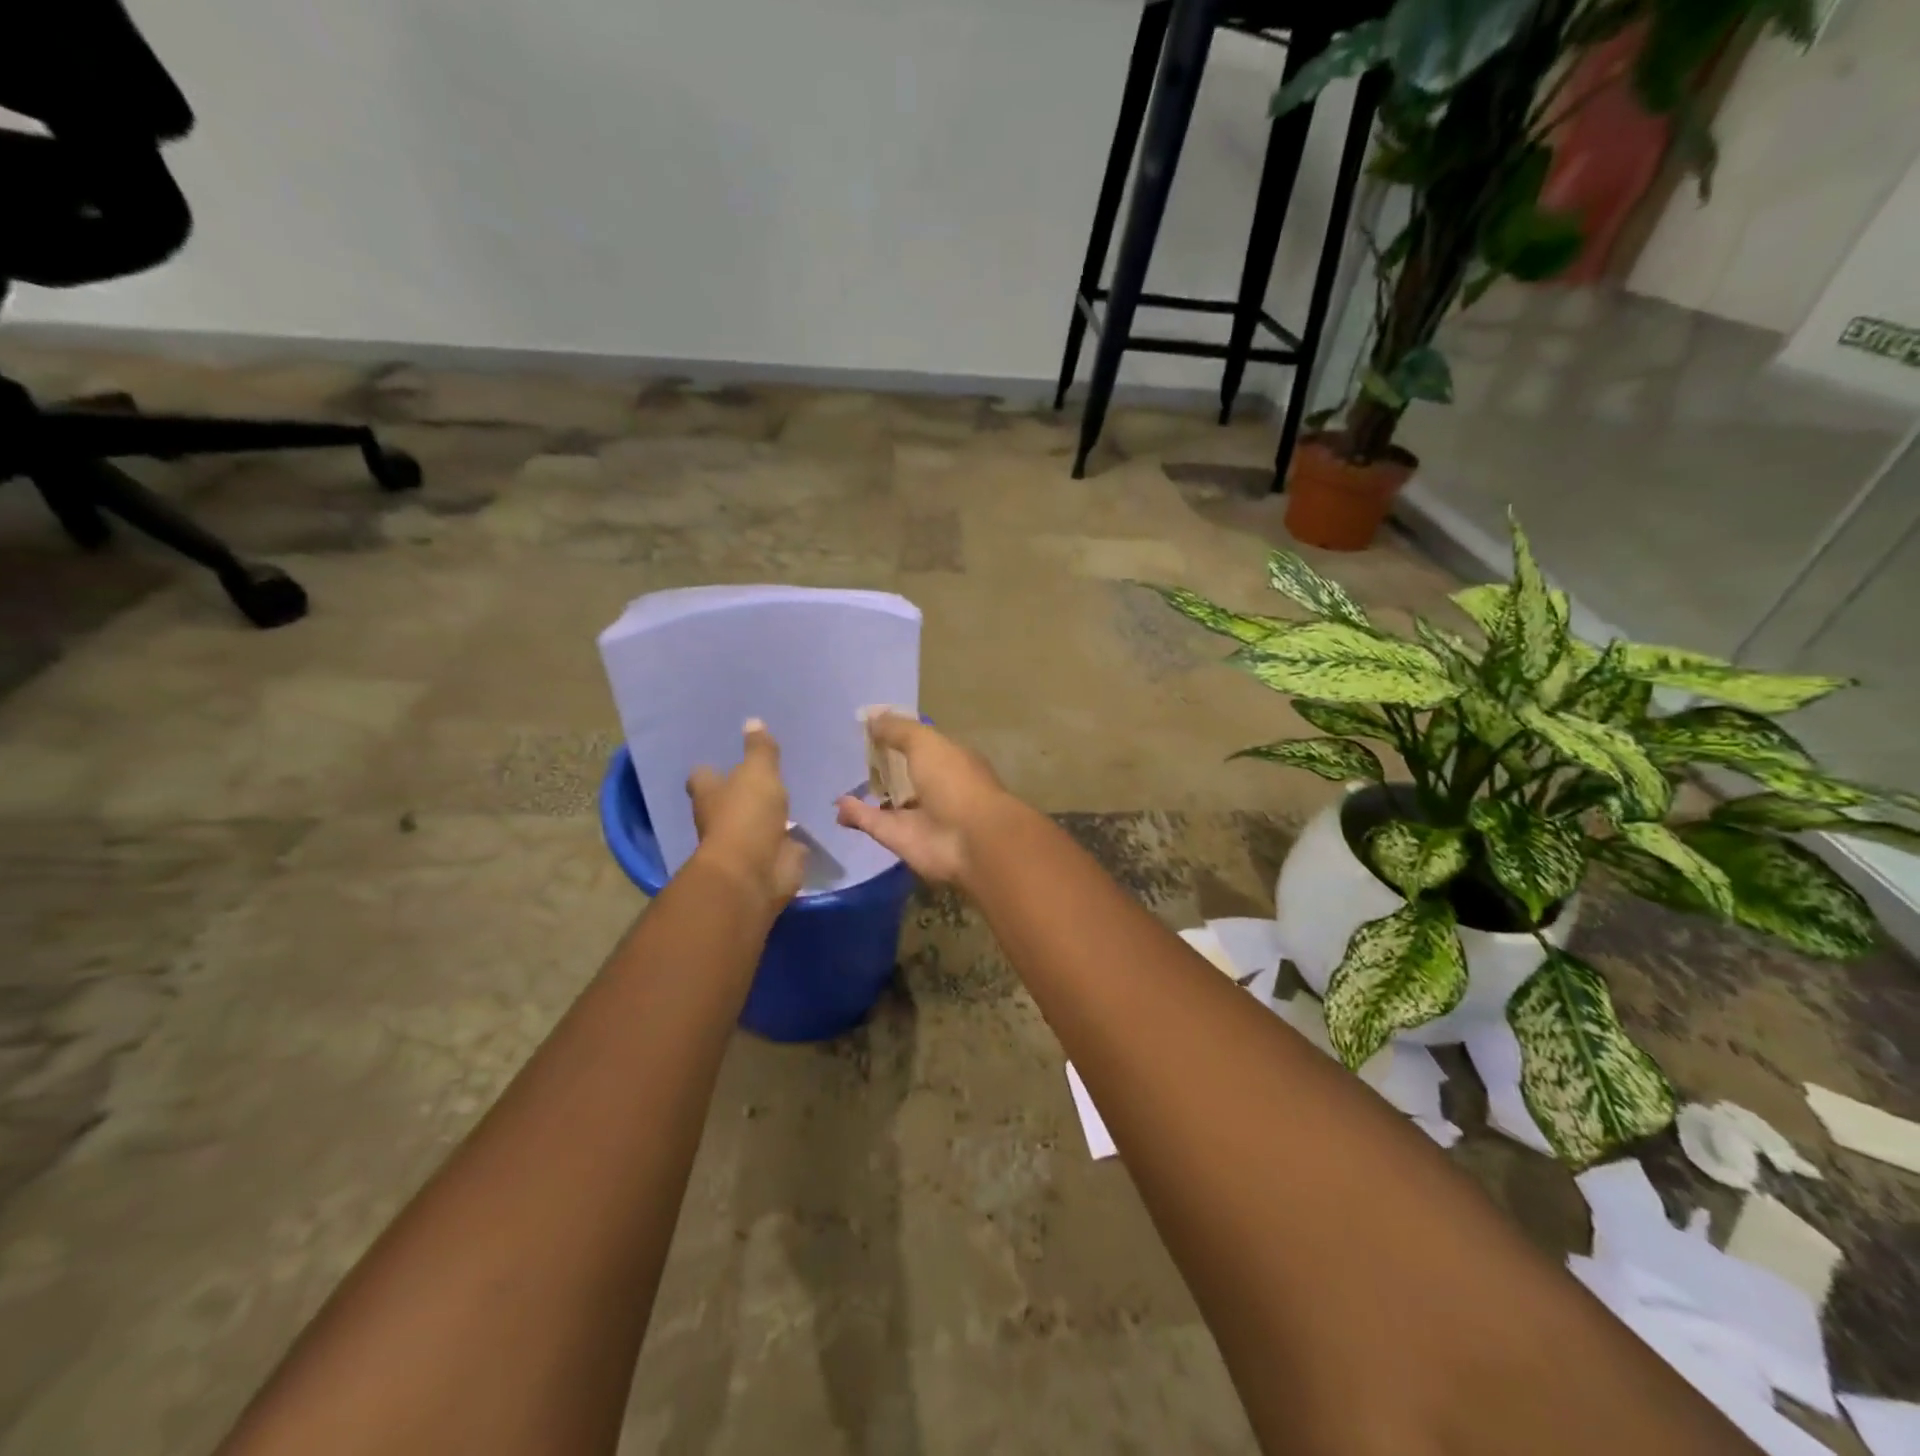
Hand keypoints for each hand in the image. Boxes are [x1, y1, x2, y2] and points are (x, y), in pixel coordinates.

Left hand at [686, 720, 807, 912]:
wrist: (756, 871)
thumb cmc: (747, 815)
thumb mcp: (758, 773)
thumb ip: (760, 750)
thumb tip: (752, 720)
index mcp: (710, 794)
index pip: (703, 776)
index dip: (710, 769)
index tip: (720, 760)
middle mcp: (722, 818)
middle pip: (728, 801)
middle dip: (741, 792)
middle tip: (762, 775)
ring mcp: (746, 842)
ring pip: (756, 823)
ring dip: (767, 816)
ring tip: (788, 798)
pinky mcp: (771, 859)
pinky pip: (781, 844)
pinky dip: (788, 839)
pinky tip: (803, 827)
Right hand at [835, 715, 1014, 884]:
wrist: (970, 840)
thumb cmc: (954, 781)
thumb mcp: (926, 743)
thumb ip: (898, 730)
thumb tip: (871, 717)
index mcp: (951, 760)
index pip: (922, 745)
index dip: (899, 735)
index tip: (871, 727)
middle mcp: (937, 787)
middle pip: (904, 774)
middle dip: (882, 766)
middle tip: (852, 755)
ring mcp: (919, 815)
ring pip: (888, 801)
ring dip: (867, 793)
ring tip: (839, 781)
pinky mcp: (901, 839)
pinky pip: (874, 822)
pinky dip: (856, 814)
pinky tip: (838, 804)